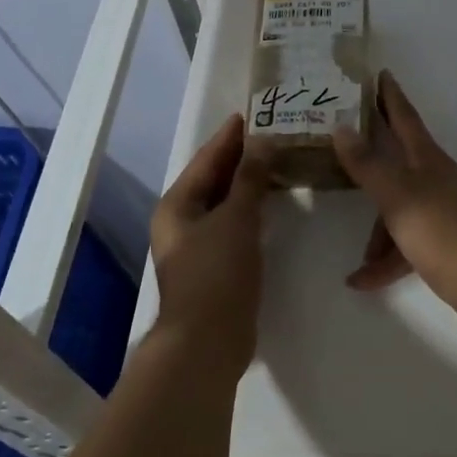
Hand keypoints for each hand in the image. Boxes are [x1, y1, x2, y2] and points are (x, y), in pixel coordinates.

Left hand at [149, 114, 270, 376]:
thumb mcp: (235, 219)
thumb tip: (262, 141)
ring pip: (225, 202)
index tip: (254, 113)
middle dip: (242, 157)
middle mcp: (182, 220)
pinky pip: (234, 224)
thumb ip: (249, 179)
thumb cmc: (216, 273)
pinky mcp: (215, 265)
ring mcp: (198, 244)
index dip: (230, 136)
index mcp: (178, 204)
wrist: (207, 343)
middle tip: (274, 133)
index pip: (207, 158)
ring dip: (249, 183)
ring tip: (279, 160)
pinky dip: (252, 209)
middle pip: (214, 178)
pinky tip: (273, 202)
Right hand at [332, 71, 456, 323]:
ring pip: (400, 209)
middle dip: (373, 162)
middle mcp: (437, 179)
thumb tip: (342, 127)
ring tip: (358, 261)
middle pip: (399, 162)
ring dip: (378, 233)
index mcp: (428, 160)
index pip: (406, 118)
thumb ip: (367, 164)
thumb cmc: (440, 230)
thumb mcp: (397, 195)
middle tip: (346, 150)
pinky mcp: (446, 242)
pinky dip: (389, 260)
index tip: (380, 73)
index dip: (391, 96)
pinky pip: (408, 243)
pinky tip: (364, 281)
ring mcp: (443, 211)